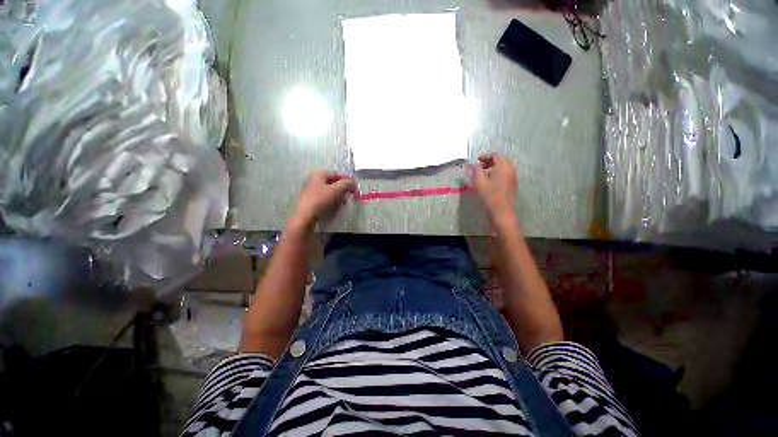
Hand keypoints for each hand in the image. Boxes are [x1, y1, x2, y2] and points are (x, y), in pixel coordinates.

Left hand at [288, 170, 353, 232]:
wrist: (305, 215)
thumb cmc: (321, 199)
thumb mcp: (336, 190)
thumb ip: (346, 183)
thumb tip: (353, 181)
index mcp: (319, 173)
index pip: (337, 173)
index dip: (347, 180)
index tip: (354, 187)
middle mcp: (314, 178)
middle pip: (333, 182)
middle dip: (342, 189)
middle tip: (349, 195)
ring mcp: (311, 189)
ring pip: (329, 190)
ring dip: (338, 195)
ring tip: (343, 202)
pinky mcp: (311, 198)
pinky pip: (325, 196)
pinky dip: (331, 200)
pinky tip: (335, 206)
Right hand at [470, 153, 517, 221]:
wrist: (501, 211)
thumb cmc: (489, 196)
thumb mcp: (479, 182)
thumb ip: (475, 171)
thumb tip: (472, 164)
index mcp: (503, 167)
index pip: (495, 155)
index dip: (485, 156)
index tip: (477, 159)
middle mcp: (511, 170)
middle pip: (502, 160)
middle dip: (491, 161)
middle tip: (481, 165)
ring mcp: (513, 177)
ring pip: (504, 167)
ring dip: (494, 167)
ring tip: (484, 173)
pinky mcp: (512, 185)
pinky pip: (506, 173)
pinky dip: (498, 173)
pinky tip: (490, 181)